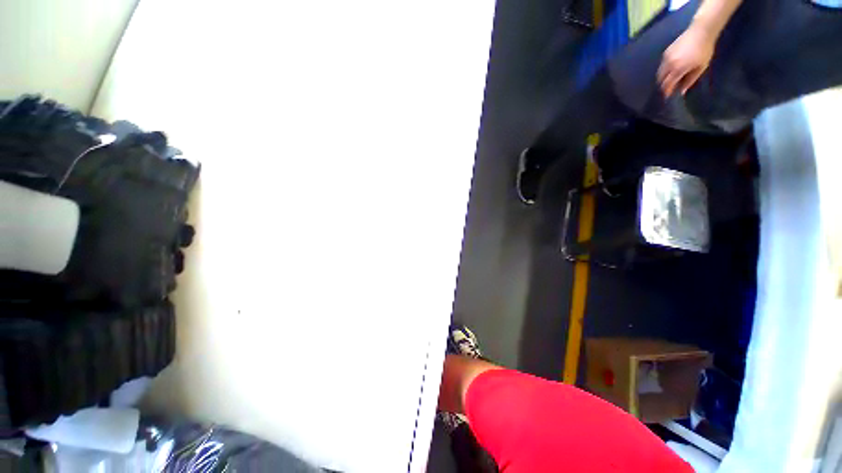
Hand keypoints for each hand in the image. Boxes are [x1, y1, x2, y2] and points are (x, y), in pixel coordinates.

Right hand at [657, 23, 715, 96]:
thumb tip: (682, 91)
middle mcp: (669, 64)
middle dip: (663, 85)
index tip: (668, 96)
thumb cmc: (704, 50)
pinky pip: (662, 65)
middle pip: (660, 79)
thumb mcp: (701, 67)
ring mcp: (666, 57)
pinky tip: (672, 69)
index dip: (667, 91)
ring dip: (663, 77)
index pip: (667, 84)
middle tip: (669, 88)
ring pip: (660, 72)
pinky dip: (665, 70)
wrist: (701, 31)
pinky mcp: (666, 52)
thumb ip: (690, 80)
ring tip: (670, 79)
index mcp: (678, 69)